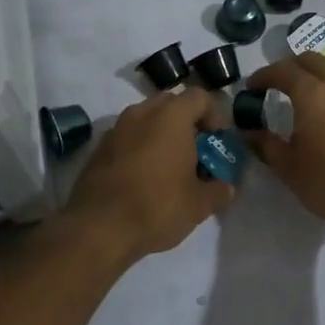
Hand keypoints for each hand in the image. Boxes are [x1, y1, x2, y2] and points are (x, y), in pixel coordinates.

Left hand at [63, 88, 234, 261]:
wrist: (98, 228)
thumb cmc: (156, 207)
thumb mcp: (199, 204)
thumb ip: (219, 190)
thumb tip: (227, 187)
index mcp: (171, 116)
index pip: (200, 97)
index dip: (215, 115)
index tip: (218, 142)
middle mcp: (142, 112)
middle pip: (172, 104)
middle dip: (187, 123)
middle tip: (196, 152)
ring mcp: (117, 128)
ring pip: (147, 119)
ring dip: (161, 134)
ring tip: (170, 166)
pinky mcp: (99, 147)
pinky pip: (128, 136)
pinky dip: (140, 147)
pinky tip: (144, 177)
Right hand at [242, 53, 324, 236]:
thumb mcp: (288, 167)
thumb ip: (265, 144)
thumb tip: (247, 133)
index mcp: (313, 94)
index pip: (283, 70)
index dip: (264, 75)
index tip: (252, 87)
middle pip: (313, 61)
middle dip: (292, 67)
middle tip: (278, 86)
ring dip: (318, 83)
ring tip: (307, 108)